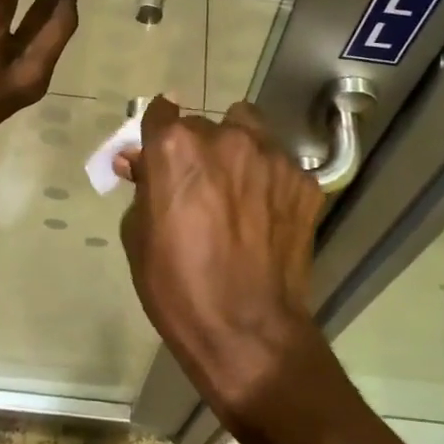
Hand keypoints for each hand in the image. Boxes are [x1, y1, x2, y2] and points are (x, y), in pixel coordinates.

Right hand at [117, 97, 327, 423]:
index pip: (161, 111)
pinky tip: (265, 216)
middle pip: (206, 125)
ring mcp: (272, 157)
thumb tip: (140, 162)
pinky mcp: (304, 181)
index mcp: (176, 148)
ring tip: (238, 191)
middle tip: (198, 186)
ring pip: (249, 132)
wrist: (247, 332)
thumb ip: (143, 187)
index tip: (158, 153)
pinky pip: (279, 165)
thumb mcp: (138, 236)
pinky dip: (269, 181)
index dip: (157, 132)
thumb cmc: (177, 288)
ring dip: (238, 152)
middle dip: (198, 148)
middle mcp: (226, 138)